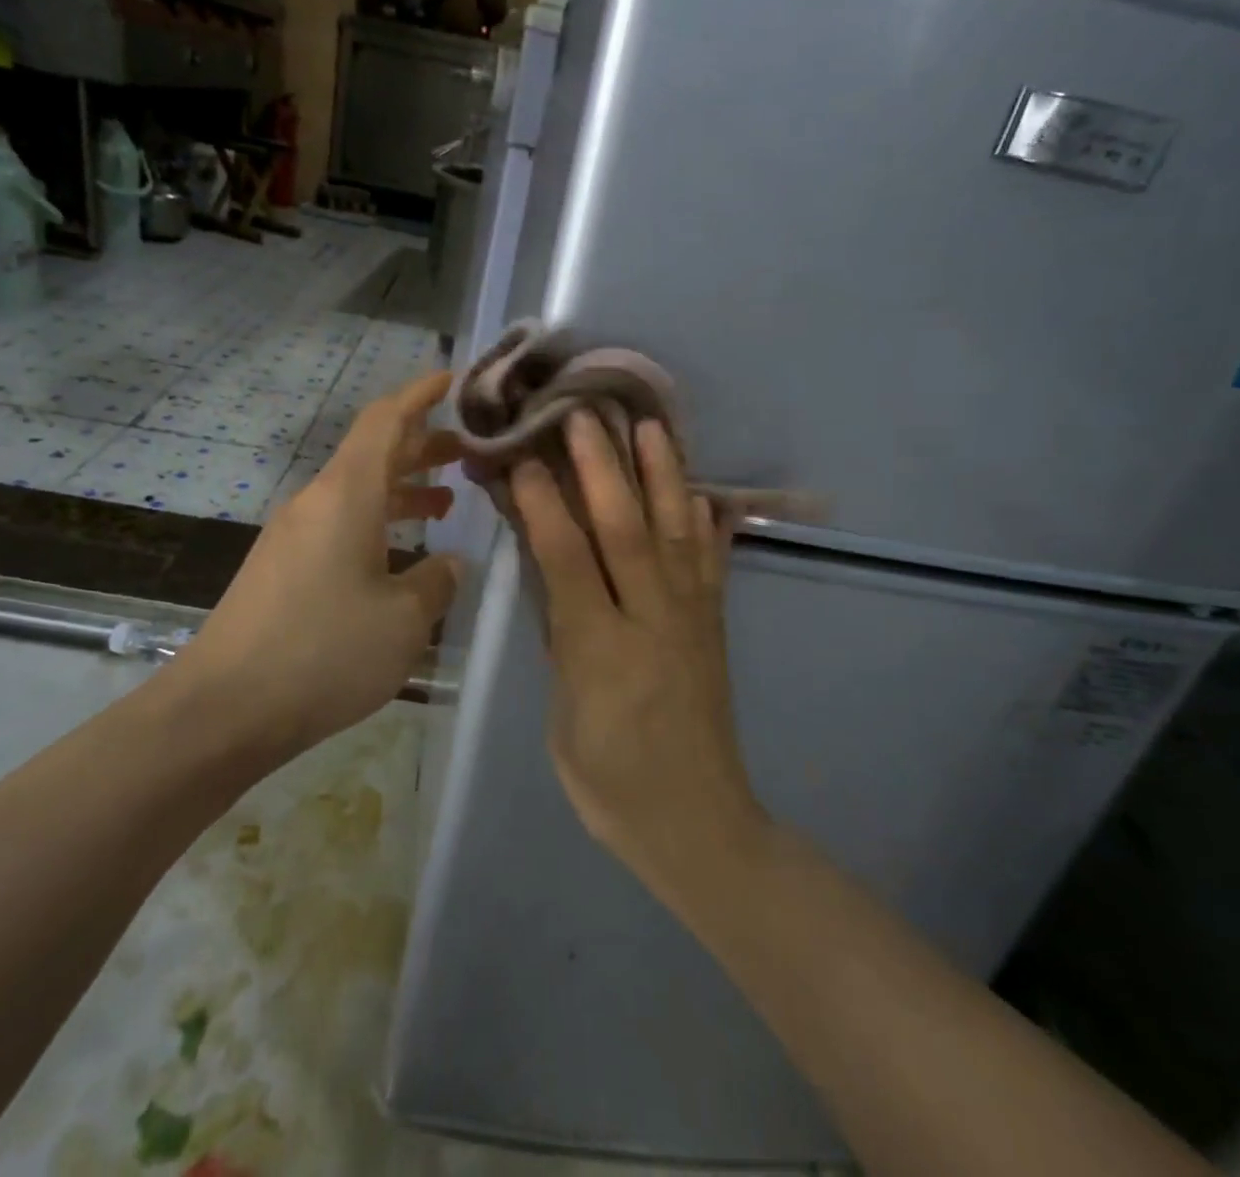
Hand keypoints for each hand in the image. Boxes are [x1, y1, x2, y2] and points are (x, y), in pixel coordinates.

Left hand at [178, 372, 463, 752]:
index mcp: (346, 494)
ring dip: (402, 487)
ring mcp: (294, 534)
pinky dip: (378, 521)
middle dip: (422, 445)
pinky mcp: (282, 566)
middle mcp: (316, 501)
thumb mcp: (403, 619)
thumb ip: (436, 580)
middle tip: (468, 450)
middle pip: (373, 452)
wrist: (224, 708)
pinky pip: (340, 523)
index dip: (419, 394)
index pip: (385, 420)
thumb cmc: (324, 652)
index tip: (451, 379)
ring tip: (447, 501)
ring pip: (357, 490)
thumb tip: (448, 563)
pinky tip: (401, 552)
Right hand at [510, 412, 767, 893]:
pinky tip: (700, 492)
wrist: (697, 824)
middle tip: (584, 415)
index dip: (544, 505)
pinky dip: (705, 523)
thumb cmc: (610, 783)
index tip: (524, 458)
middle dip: (602, 468)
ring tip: (651, 425)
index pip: (567, 561)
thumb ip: (558, 639)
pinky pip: (712, 564)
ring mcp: (692, 620)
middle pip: (625, 531)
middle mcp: (652, 623)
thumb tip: (548, 574)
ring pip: (676, 533)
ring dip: (662, 475)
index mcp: (601, 652)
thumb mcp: (563, 717)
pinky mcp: (715, 628)